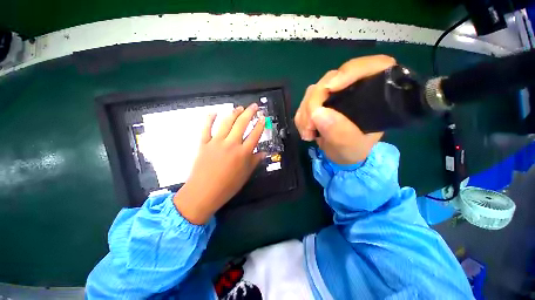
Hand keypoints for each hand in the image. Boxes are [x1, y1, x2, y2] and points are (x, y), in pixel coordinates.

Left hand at [173, 103, 265, 224]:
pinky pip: (206, 128)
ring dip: (234, 113)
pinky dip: (209, 119)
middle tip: (254, 106)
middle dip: (249, 113)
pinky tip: (213, 112)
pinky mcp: (204, 143)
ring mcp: (216, 142)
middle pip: (241, 124)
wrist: (203, 192)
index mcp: (243, 153)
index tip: (263, 118)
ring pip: (226, 123)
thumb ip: (254, 161)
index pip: (255, 135)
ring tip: (239, 107)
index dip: (260, 125)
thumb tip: (263, 153)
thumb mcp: (245, 175)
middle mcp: (231, 144)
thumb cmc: (228, 186)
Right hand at [295, 55, 395, 163]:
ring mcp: (334, 94)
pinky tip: (306, 131)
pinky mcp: (320, 101)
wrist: (339, 155)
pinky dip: (301, 117)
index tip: (330, 89)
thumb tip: (317, 113)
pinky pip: (304, 102)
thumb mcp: (352, 147)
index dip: (350, 71)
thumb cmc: (353, 150)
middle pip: (332, 78)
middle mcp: (354, 89)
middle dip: (315, 101)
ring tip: (308, 133)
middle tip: (310, 126)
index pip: (372, 66)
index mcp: (375, 95)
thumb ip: (341, 133)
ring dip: (305, 112)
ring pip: (313, 90)